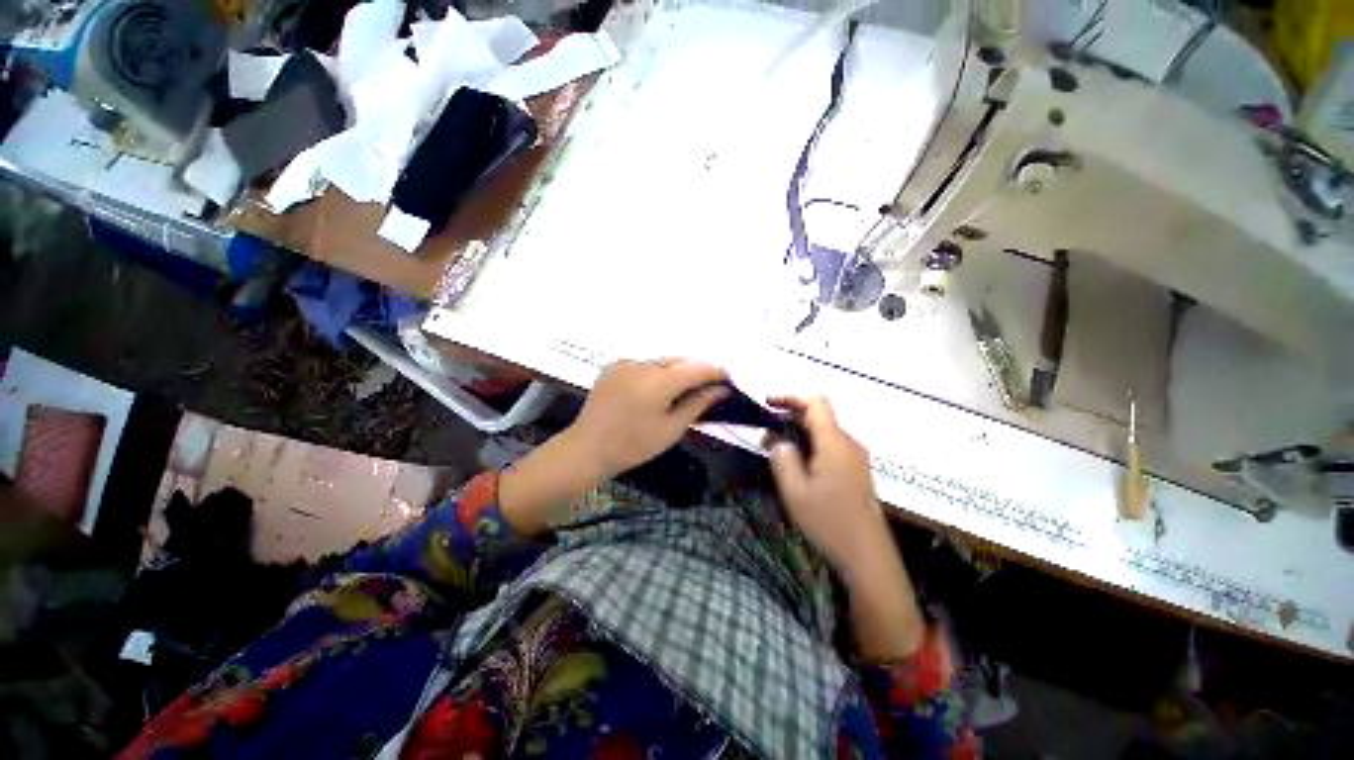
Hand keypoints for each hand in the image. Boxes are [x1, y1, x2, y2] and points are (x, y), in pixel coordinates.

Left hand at [499, 359, 727, 535]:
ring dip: (678, 370)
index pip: (696, 368)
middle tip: (710, 384)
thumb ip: (698, 404)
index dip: (715, 371)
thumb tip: (721, 390)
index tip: (728, 379)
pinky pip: (644, 363)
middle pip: (679, 361)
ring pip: (662, 361)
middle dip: (697, 369)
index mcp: (658, 382)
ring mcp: (625, 363)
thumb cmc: (633, 445)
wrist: (587, 448)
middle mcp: (642, 364)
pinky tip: (659, 387)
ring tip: (687, 386)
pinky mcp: (614, 366)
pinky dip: (657, 371)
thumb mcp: (671, 429)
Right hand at [768, 396, 924, 659]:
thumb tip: (779, 441)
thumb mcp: (795, 492)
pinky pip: (832, 448)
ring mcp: (857, 459)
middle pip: (820, 416)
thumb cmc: (829, 524)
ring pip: (825, 433)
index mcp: (835, 442)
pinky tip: (798, 466)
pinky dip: (811, 447)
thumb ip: (783, 458)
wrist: (868, 560)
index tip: (767, 403)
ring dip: (799, 435)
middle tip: (765, 435)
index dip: (790, 397)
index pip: (815, 402)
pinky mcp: (858, 473)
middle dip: (790, 418)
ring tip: (776, 451)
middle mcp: (850, 444)